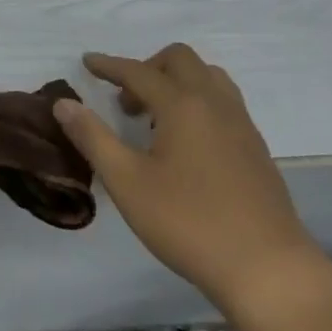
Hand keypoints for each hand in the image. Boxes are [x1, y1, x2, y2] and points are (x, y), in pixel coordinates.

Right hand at [52, 44, 319, 309]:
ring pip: (208, 77)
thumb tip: (63, 103)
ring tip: (156, 118)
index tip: (87, 62)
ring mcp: (241, 124)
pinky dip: (198, 101)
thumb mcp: (127, 182)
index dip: (109, 65)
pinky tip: (186, 142)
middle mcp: (214, 103)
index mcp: (182, 105)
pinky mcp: (256, 148)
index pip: (138, 71)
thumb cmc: (189, 223)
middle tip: (126, 101)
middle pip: (180, 60)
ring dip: (177, 82)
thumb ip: (92, 137)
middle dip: (147, 68)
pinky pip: (224, 102)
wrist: (268, 269)